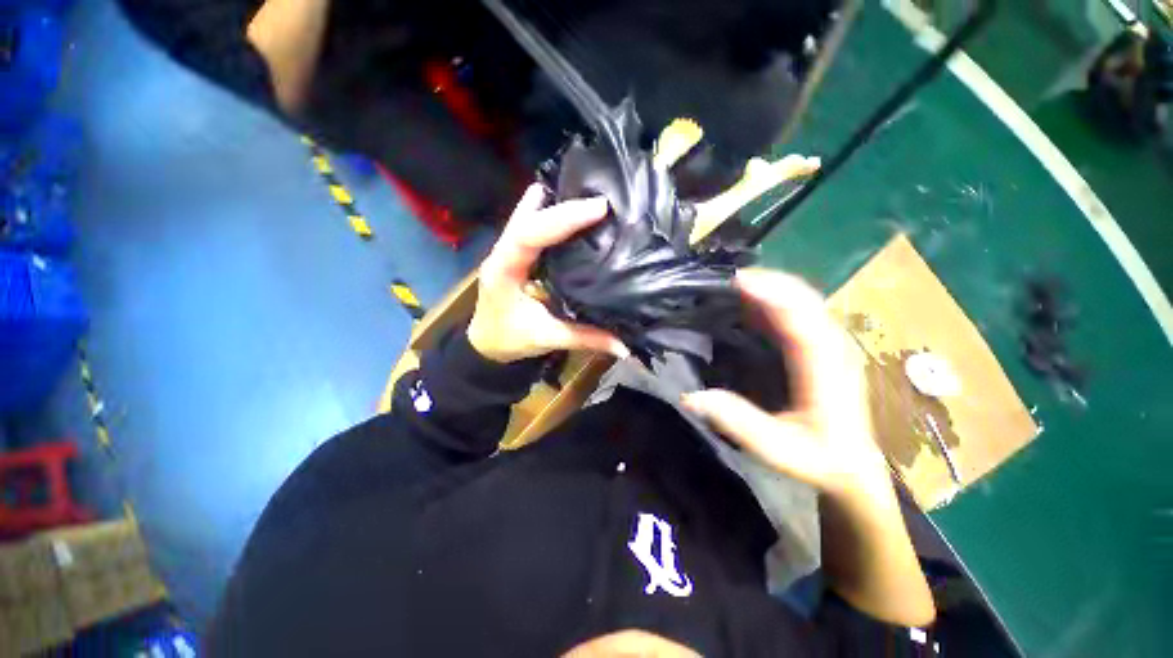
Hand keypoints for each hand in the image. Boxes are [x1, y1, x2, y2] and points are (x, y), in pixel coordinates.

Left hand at [467, 184, 631, 363]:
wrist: (485, 342)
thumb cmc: (508, 340)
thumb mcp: (546, 338)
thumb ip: (585, 339)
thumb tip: (624, 346)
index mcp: (504, 271)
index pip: (530, 234)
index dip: (563, 218)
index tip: (598, 208)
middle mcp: (502, 252)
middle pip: (529, 217)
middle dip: (565, 206)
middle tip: (602, 201)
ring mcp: (506, 249)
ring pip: (528, 215)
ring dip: (556, 204)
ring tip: (588, 195)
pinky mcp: (515, 252)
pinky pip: (531, 224)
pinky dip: (550, 213)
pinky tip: (570, 210)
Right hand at [681, 269, 888, 498]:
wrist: (854, 467)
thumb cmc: (820, 459)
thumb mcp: (777, 449)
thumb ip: (738, 422)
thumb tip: (690, 397)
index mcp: (826, 368)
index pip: (801, 318)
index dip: (770, 294)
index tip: (736, 280)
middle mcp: (833, 346)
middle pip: (803, 298)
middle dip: (766, 281)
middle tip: (724, 278)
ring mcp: (829, 344)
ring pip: (801, 300)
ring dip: (768, 287)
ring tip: (730, 284)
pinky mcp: (821, 346)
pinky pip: (796, 311)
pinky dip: (771, 300)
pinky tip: (747, 301)